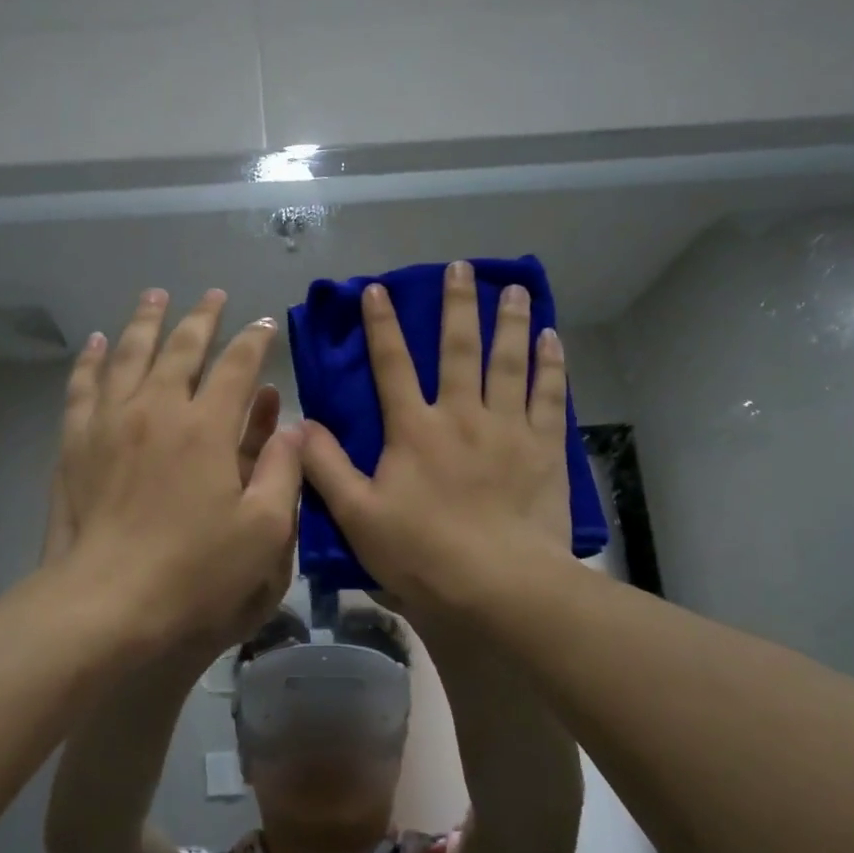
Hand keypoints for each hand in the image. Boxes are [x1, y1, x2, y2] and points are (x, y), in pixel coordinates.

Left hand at [54, 288, 302, 655]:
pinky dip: (91, 360)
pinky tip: (95, 343)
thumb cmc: (197, 576)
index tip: (265, 325)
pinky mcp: (75, 446)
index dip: (254, 342)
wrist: (107, 607)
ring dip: (145, 322)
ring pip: (127, 355)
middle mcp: (156, 411)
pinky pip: (82, 387)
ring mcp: (109, 424)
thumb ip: (282, 471)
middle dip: (201, 318)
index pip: (237, 367)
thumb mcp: (265, 531)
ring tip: (155, 296)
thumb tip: (291, 426)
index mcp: (207, 429)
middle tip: (213, 295)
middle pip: (180, 349)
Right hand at [301, 261, 571, 619]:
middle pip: (458, 348)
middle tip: (463, 267)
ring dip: (510, 322)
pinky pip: (549, 395)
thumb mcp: (357, 516)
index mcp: (414, 429)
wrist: (500, 585)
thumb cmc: (423, 554)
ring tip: (516, 288)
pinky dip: (552, 364)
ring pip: (509, 361)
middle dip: (458, 305)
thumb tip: (298, 425)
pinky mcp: (544, 448)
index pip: (392, 366)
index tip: (378, 290)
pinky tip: (554, 339)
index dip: (382, 326)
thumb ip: (325, 468)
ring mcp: (508, 427)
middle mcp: (461, 415)